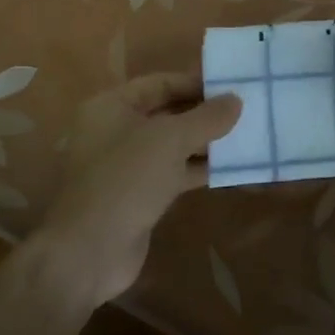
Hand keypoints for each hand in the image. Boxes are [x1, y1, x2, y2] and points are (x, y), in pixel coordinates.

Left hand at [34, 73, 240, 306]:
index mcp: (111, 106)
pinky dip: (197, 169)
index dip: (194, 83)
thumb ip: (207, 117)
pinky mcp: (137, 195)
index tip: (230, 86)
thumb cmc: (126, 179)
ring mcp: (125, 165)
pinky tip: (229, 168)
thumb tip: (236, 99)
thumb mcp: (171, 139)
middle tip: (242, 110)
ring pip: (171, 145)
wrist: (90, 251)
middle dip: (203, 113)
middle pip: (166, 113)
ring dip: (204, 142)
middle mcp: (115, 130)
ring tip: (243, 136)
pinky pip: (172, 172)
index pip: (159, 83)